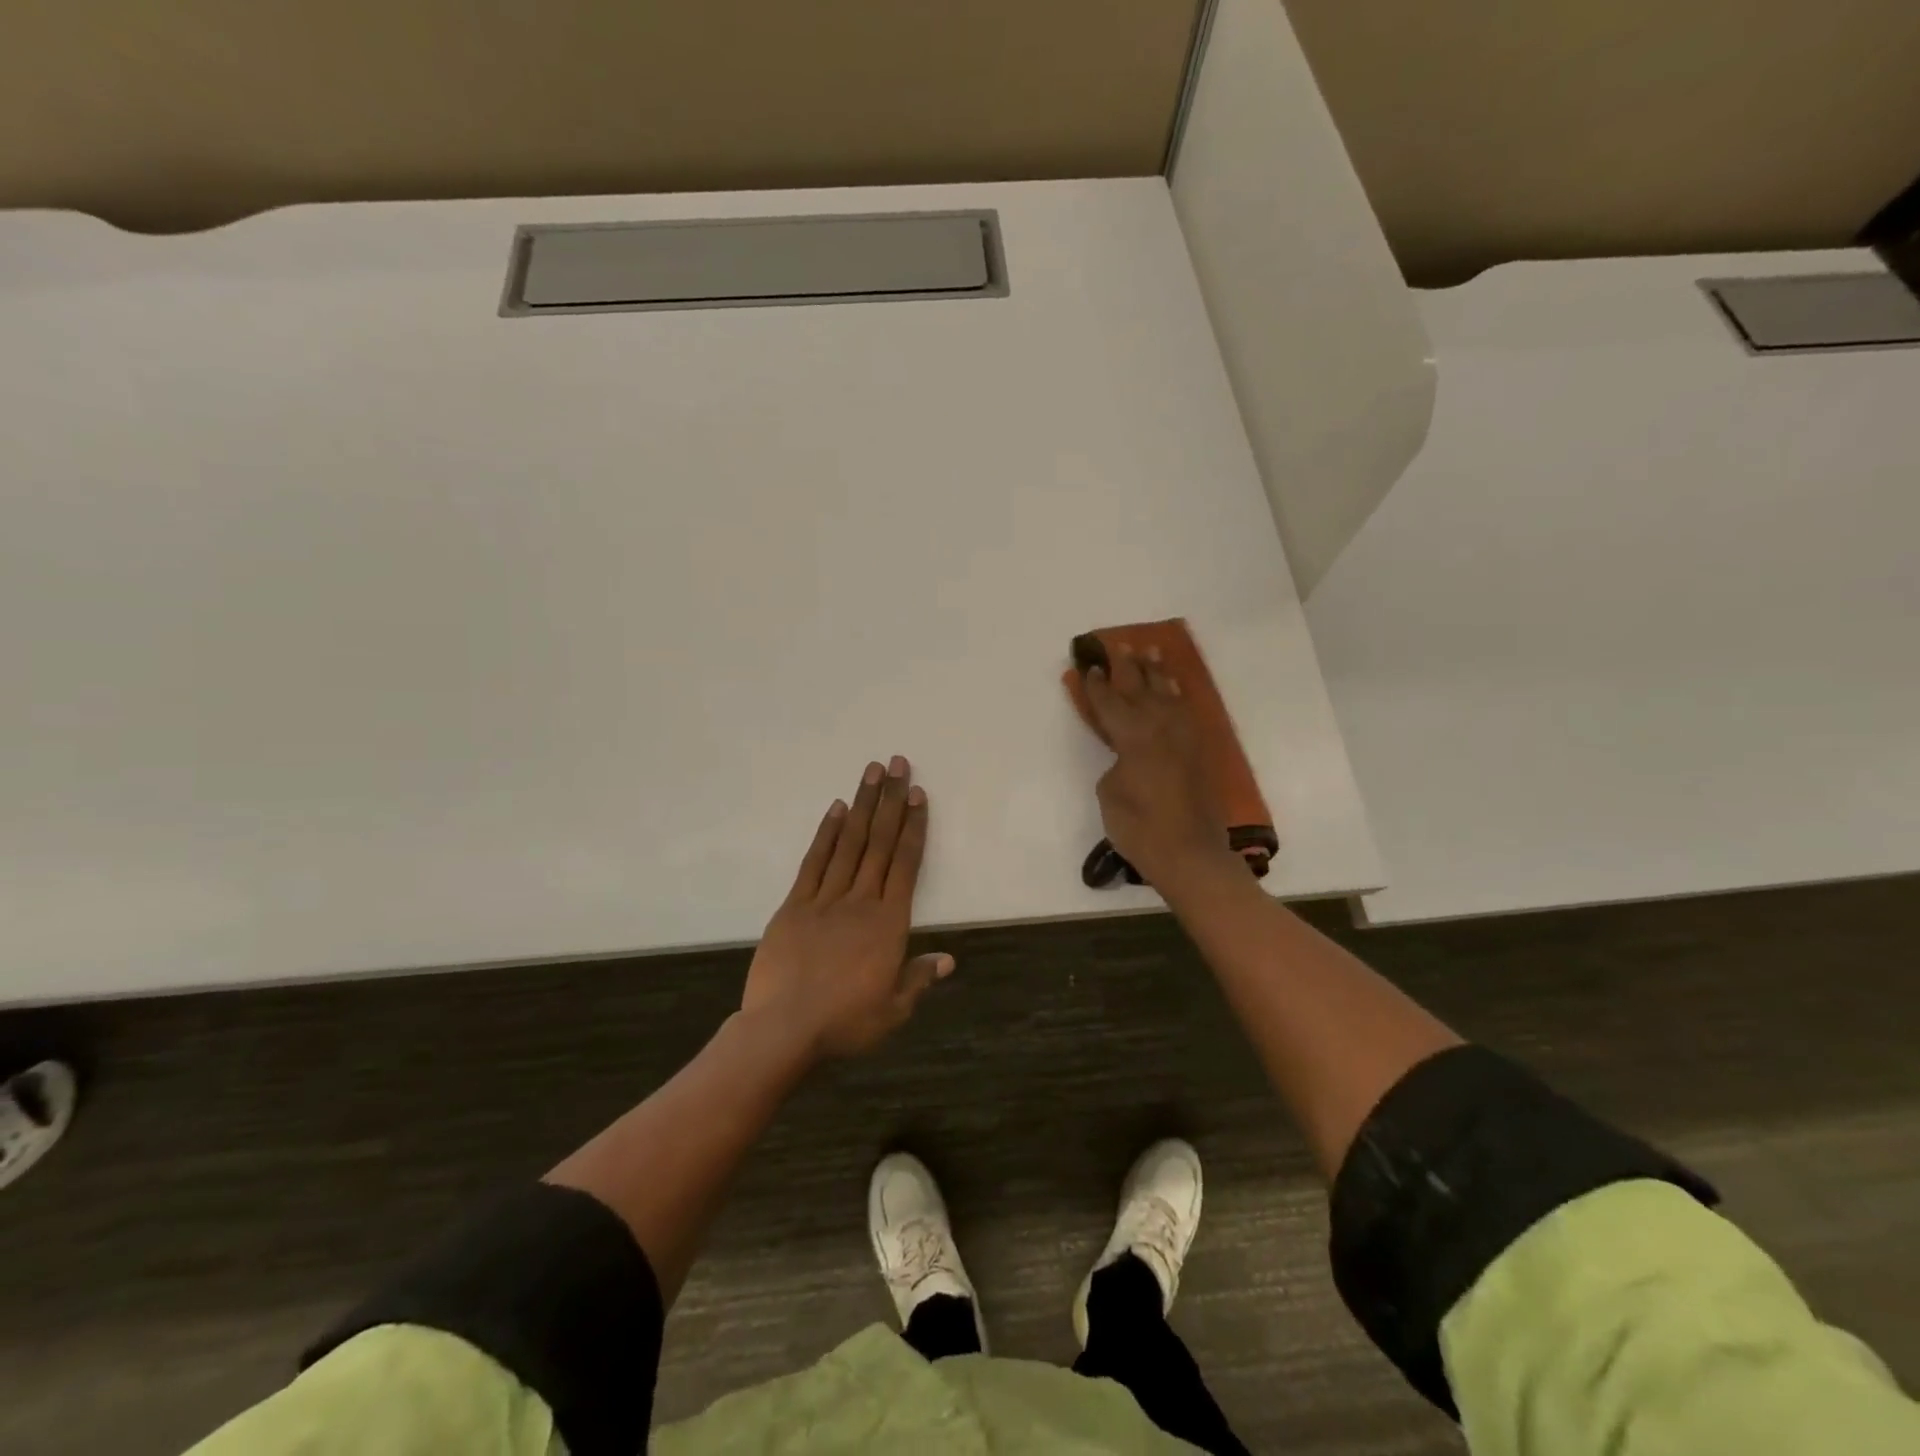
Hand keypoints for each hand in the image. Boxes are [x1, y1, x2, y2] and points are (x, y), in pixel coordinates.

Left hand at [741, 756, 952, 1058]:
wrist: (784, 1029)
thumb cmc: (845, 1022)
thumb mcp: (893, 1009)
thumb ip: (919, 978)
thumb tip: (948, 959)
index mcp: (889, 923)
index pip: (906, 864)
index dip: (913, 826)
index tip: (917, 794)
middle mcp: (861, 901)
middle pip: (879, 842)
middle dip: (890, 801)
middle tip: (897, 764)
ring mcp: (825, 899)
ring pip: (849, 843)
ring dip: (861, 805)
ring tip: (871, 772)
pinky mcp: (794, 905)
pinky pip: (813, 862)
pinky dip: (825, 834)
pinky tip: (835, 809)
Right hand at [1081, 648, 1236, 888]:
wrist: (1191, 853)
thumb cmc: (1139, 828)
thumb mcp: (1110, 793)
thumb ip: (1116, 762)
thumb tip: (1127, 754)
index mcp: (1133, 735)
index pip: (1110, 702)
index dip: (1097, 685)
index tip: (1089, 666)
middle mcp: (1161, 726)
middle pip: (1140, 688)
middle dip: (1127, 666)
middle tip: (1118, 646)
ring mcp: (1184, 736)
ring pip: (1168, 693)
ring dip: (1157, 672)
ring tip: (1150, 651)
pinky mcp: (1199, 749)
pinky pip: (1185, 710)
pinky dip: (1177, 695)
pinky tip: (1173, 688)